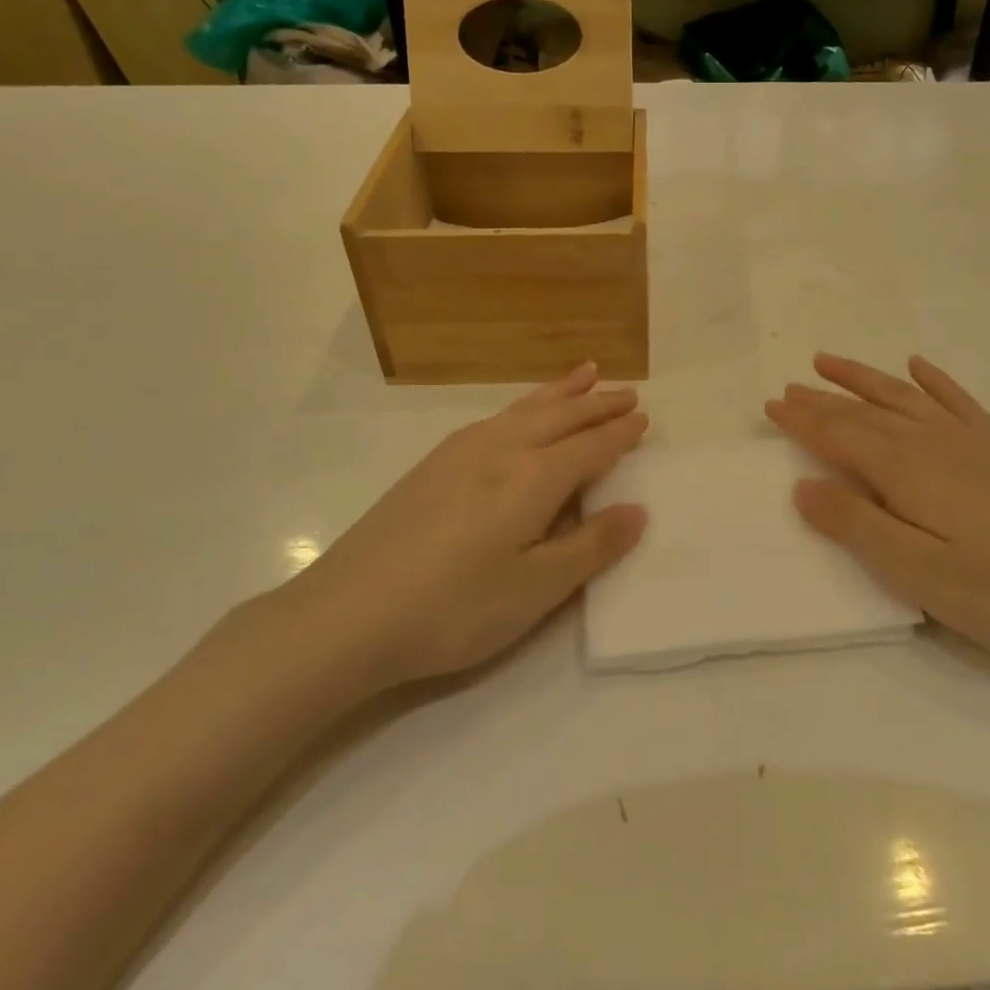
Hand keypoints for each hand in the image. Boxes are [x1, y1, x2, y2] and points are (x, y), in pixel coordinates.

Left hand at [271, 364, 647, 707]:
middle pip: (561, 417)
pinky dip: (523, 404)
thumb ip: (591, 547)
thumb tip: (638, 510)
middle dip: (597, 403)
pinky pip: (495, 417)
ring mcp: (461, 453)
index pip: (590, 447)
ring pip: (525, 409)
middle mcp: (501, 451)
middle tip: (628, 390)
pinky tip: (518, 413)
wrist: (344, 616)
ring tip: (585, 374)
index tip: (644, 418)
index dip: (620, 433)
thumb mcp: (535, 590)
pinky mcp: (432, 465)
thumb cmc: (453, 609)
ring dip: (560, 392)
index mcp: (533, 479)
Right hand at [765, 353, 989, 667]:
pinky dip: (933, 380)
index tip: (771, 406)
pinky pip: (957, 399)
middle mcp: (932, 441)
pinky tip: (920, 367)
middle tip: (789, 386)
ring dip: (863, 378)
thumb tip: (803, 486)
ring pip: (903, 396)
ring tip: (829, 361)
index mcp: (906, 470)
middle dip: (822, 399)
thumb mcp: (918, 573)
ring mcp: (971, 440)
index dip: (802, 420)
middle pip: (864, 411)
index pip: (838, 436)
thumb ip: (857, 526)